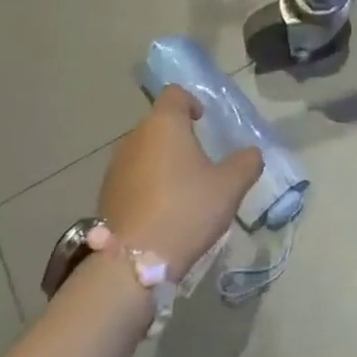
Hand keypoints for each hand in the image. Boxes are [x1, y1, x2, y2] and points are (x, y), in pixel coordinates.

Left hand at [98, 87, 262, 278]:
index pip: (175, 94)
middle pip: (158, 124)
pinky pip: (132, 178)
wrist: (133, 262)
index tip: (204, 121)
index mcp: (164, 124)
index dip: (192, 102)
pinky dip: (148, 185)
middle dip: (179, 136)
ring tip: (183, 189)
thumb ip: (246, 163)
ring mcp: (115, 167)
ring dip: (162, 162)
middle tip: (202, 160)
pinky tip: (163, 211)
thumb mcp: (230, 186)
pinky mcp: (105, 196)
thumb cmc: (186, 209)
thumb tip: (251, 153)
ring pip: (144, 152)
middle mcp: (134, 138)